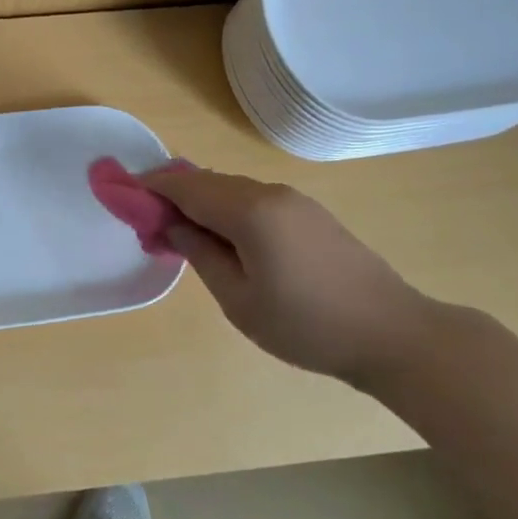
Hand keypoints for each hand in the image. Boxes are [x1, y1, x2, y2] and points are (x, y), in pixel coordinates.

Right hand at [138, 167, 436, 384]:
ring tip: (183, 238)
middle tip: (150, 228)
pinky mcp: (310, 213)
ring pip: (230, 189)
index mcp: (249, 210)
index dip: (150, 187)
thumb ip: (199, 253)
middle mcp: (269, 192)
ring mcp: (294, 200)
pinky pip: (254, 200)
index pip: (185, 186)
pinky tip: (224, 239)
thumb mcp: (238, 299)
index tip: (122, 197)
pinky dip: (227, 210)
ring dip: (200, 204)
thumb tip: (171, 224)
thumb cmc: (307, 324)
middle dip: (172, 197)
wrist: (395, 336)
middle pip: (206, 182)